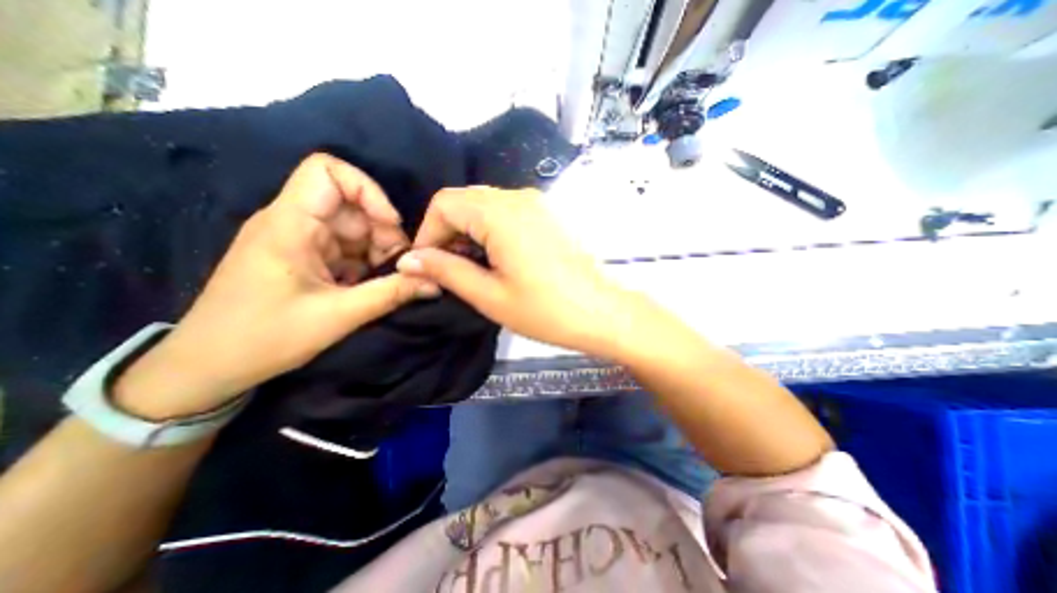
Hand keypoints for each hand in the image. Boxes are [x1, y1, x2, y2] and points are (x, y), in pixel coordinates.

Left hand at [115, 155, 440, 418]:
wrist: (209, 367)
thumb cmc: (264, 338)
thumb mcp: (338, 316)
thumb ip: (392, 294)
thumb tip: (435, 283)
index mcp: (289, 224)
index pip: (327, 170)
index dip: (367, 190)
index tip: (392, 225)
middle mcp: (293, 222)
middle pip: (351, 204)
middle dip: (383, 232)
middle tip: (399, 266)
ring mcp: (299, 240)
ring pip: (353, 228)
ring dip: (378, 251)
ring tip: (388, 279)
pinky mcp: (304, 257)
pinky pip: (345, 248)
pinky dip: (365, 263)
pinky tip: (370, 286)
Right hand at [396, 187, 638, 358]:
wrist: (603, 312)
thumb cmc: (546, 310)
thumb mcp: (490, 295)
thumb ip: (446, 271)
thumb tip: (408, 260)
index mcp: (500, 213)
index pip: (444, 203)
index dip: (427, 233)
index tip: (427, 265)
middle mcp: (518, 197)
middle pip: (465, 201)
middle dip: (447, 232)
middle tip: (447, 270)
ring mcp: (538, 204)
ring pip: (486, 206)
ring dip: (469, 232)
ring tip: (471, 268)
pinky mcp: (549, 215)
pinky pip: (507, 212)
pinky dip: (491, 230)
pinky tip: (496, 258)